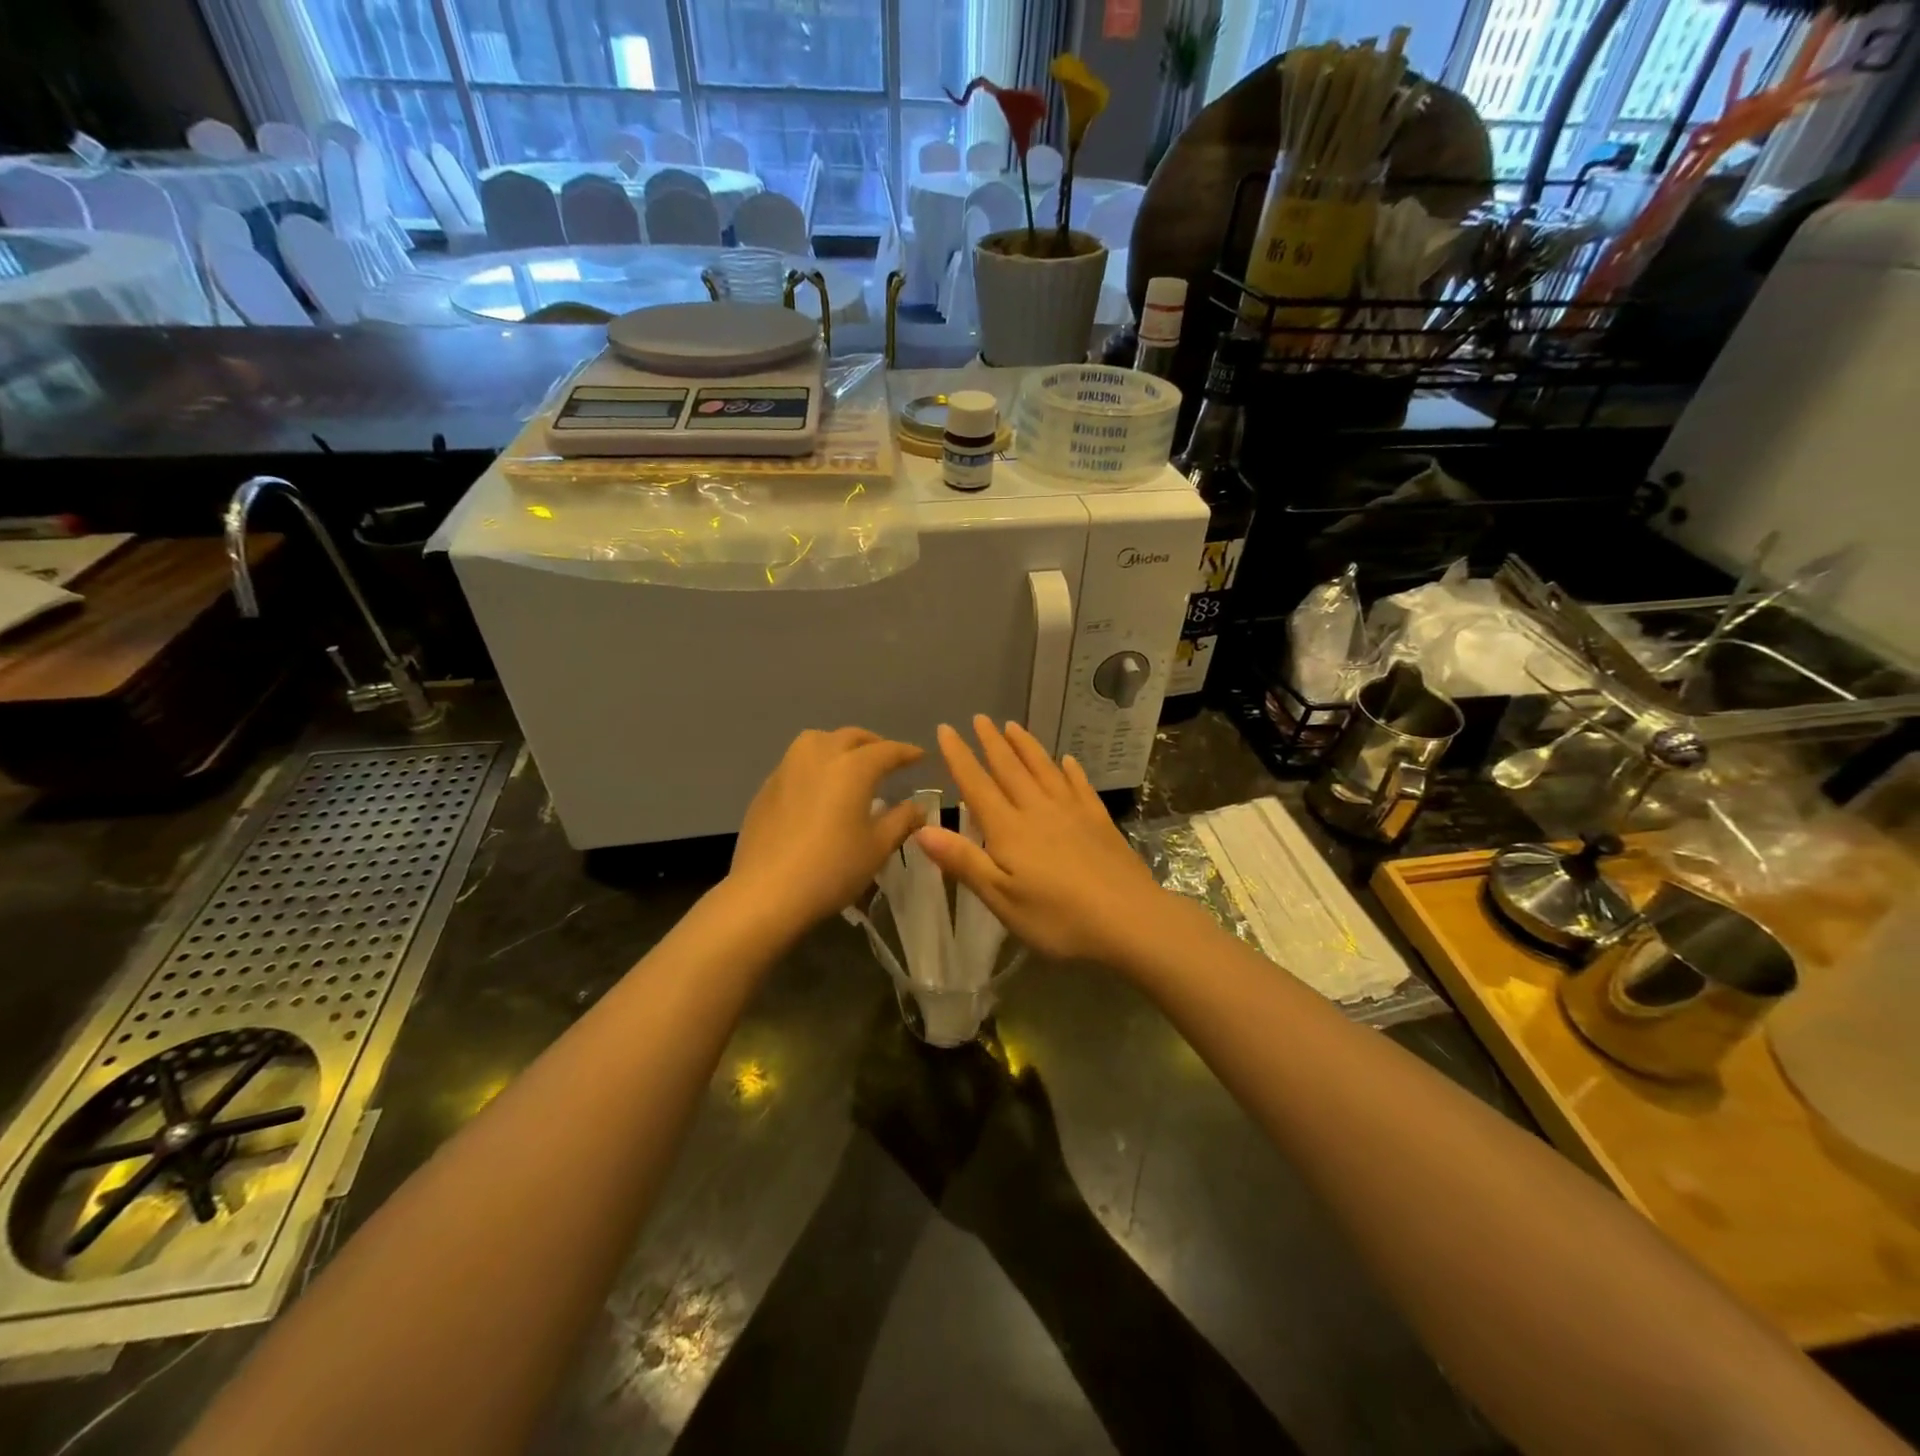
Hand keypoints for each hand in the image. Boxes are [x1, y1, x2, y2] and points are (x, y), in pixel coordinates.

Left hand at [729, 727, 924, 931]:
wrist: (767, 892)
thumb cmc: (833, 868)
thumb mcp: (878, 847)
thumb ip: (902, 820)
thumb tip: (918, 807)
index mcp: (853, 767)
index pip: (887, 750)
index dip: (907, 752)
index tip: (920, 756)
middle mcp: (819, 755)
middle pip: (851, 737)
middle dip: (873, 744)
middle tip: (887, 759)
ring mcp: (788, 768)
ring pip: (818, 741)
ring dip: (839, 745)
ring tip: (849, 765)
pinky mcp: (767, 787)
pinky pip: (797, 762)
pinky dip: (815, 764)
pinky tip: (818, 789)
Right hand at [913, 716, 1170, 966]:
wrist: (1130, 920)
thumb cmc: (1058, 918)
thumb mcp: (1001, 899)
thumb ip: (963, 861)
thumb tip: (920, 829)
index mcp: (1009, 829)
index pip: (977, 785)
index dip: (959, 757)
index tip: (946, 729)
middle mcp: (1038, 811)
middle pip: (1010, 769)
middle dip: (992, 742)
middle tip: (980, 717)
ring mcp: (1073, 813)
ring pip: (1044, 770)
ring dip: (1026, 747)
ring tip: (1014, 726)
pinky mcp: (1100, 822)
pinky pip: (1080, 786)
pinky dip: (1070, 770)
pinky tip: (1068, 760)